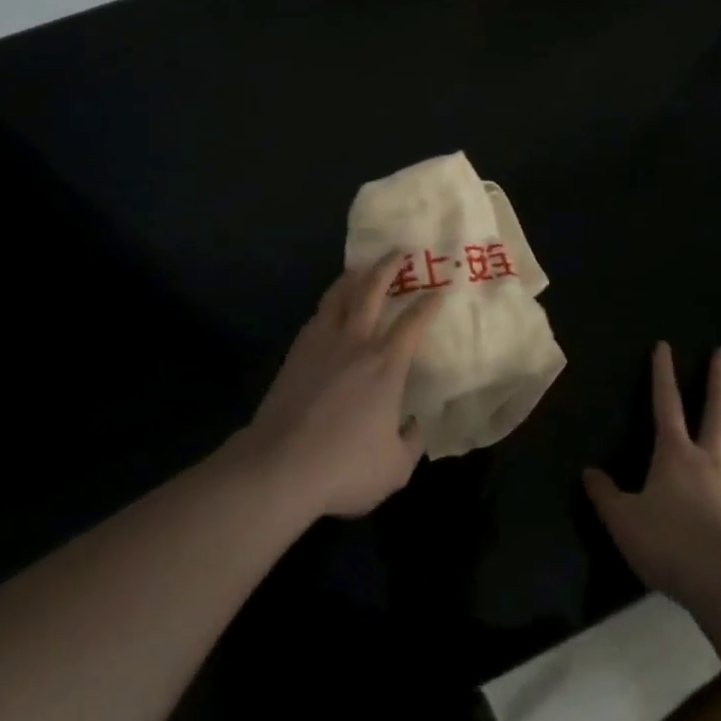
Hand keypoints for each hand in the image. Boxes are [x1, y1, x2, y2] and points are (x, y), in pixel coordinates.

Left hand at [235, 256, 442, 520]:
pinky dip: (330, 300)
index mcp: (386, 365)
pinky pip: (319, 313)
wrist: (281, 464)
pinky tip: (331, 305)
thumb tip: (417, 425)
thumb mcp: (394, 469)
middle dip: (388, 267)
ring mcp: (323, 342)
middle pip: (373, 290)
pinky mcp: (298, 351)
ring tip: (362, 266)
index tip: (439, 290)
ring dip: (355, 276)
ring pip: (341, 294)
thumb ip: (412, 443)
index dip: (428, 304)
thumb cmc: (344, 467)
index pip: (413, 323)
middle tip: (398, 252)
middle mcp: (357, 342)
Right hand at [584, 343, 720, 606]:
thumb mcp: (622, 520)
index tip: (664, 345)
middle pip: (716, 411)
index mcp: (674, 453)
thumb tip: (588, 473)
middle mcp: (709, 460)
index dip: (662, 373)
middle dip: (719, 380)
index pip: (665, 403)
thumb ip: (605, 495)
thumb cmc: (668, 545)